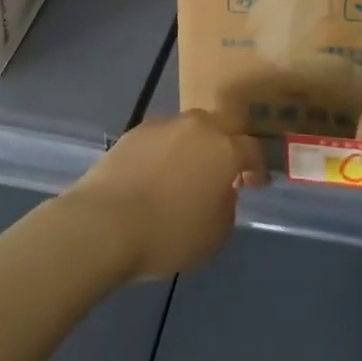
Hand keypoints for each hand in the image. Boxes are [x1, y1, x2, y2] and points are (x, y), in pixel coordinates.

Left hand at [63, 111, 265, 280]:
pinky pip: (159, 140)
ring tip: (182, 175)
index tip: (256, 183)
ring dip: (190, 149)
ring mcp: (163, 125)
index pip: (251, 150)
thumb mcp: (214, 235)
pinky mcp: (133, 132)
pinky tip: (153, 176)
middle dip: (222, 148)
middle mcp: (197, 127)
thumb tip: (220, 192)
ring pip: (187, 131)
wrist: (104, 223)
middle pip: (218, 130)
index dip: (256, 168)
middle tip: (218, 173)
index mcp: (224, 149)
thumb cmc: (168, 233)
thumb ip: (226, 206)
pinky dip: (162, 154)